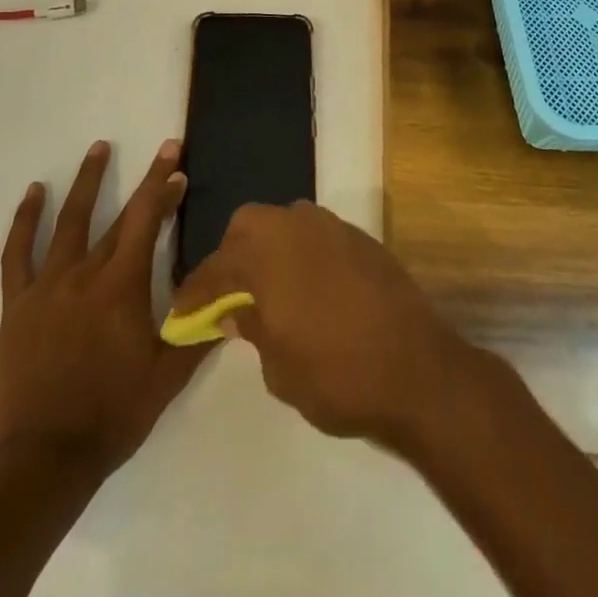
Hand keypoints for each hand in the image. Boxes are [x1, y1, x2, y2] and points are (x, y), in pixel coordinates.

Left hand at [0, 139, 210, 472]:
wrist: (39, 460)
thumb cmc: (110, 415)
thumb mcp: (167, 377)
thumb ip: (199, 332)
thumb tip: (234, 298)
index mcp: (122, 287)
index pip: (147, 222)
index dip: (164, 189)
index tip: (178, 164)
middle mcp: (85, 274)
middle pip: (119, 217)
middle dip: (145, 182)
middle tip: (162, 152)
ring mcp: (47, 286)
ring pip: (68, 221)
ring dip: (86, 181)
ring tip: (98, 148)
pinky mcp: (17, 304)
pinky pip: (17, 253)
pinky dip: (25, 220)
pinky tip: (34, 193)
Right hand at [169, 200, 476, 450]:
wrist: (415, 368)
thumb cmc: (336, 375)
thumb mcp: (279, 368)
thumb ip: (252, 328)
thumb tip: (236, 310)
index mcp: (267, 255)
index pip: (217, 268)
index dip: (195, 293)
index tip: (181, 314)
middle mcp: (296, 227)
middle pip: (248, 224)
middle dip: (232, 254)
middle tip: (228, 294)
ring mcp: (332, 227)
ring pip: (285, 221)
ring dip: (269, 247)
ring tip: (268, 288)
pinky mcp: (360, 238)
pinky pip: (317, 234)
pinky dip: (302, 253)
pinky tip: (308, 287)